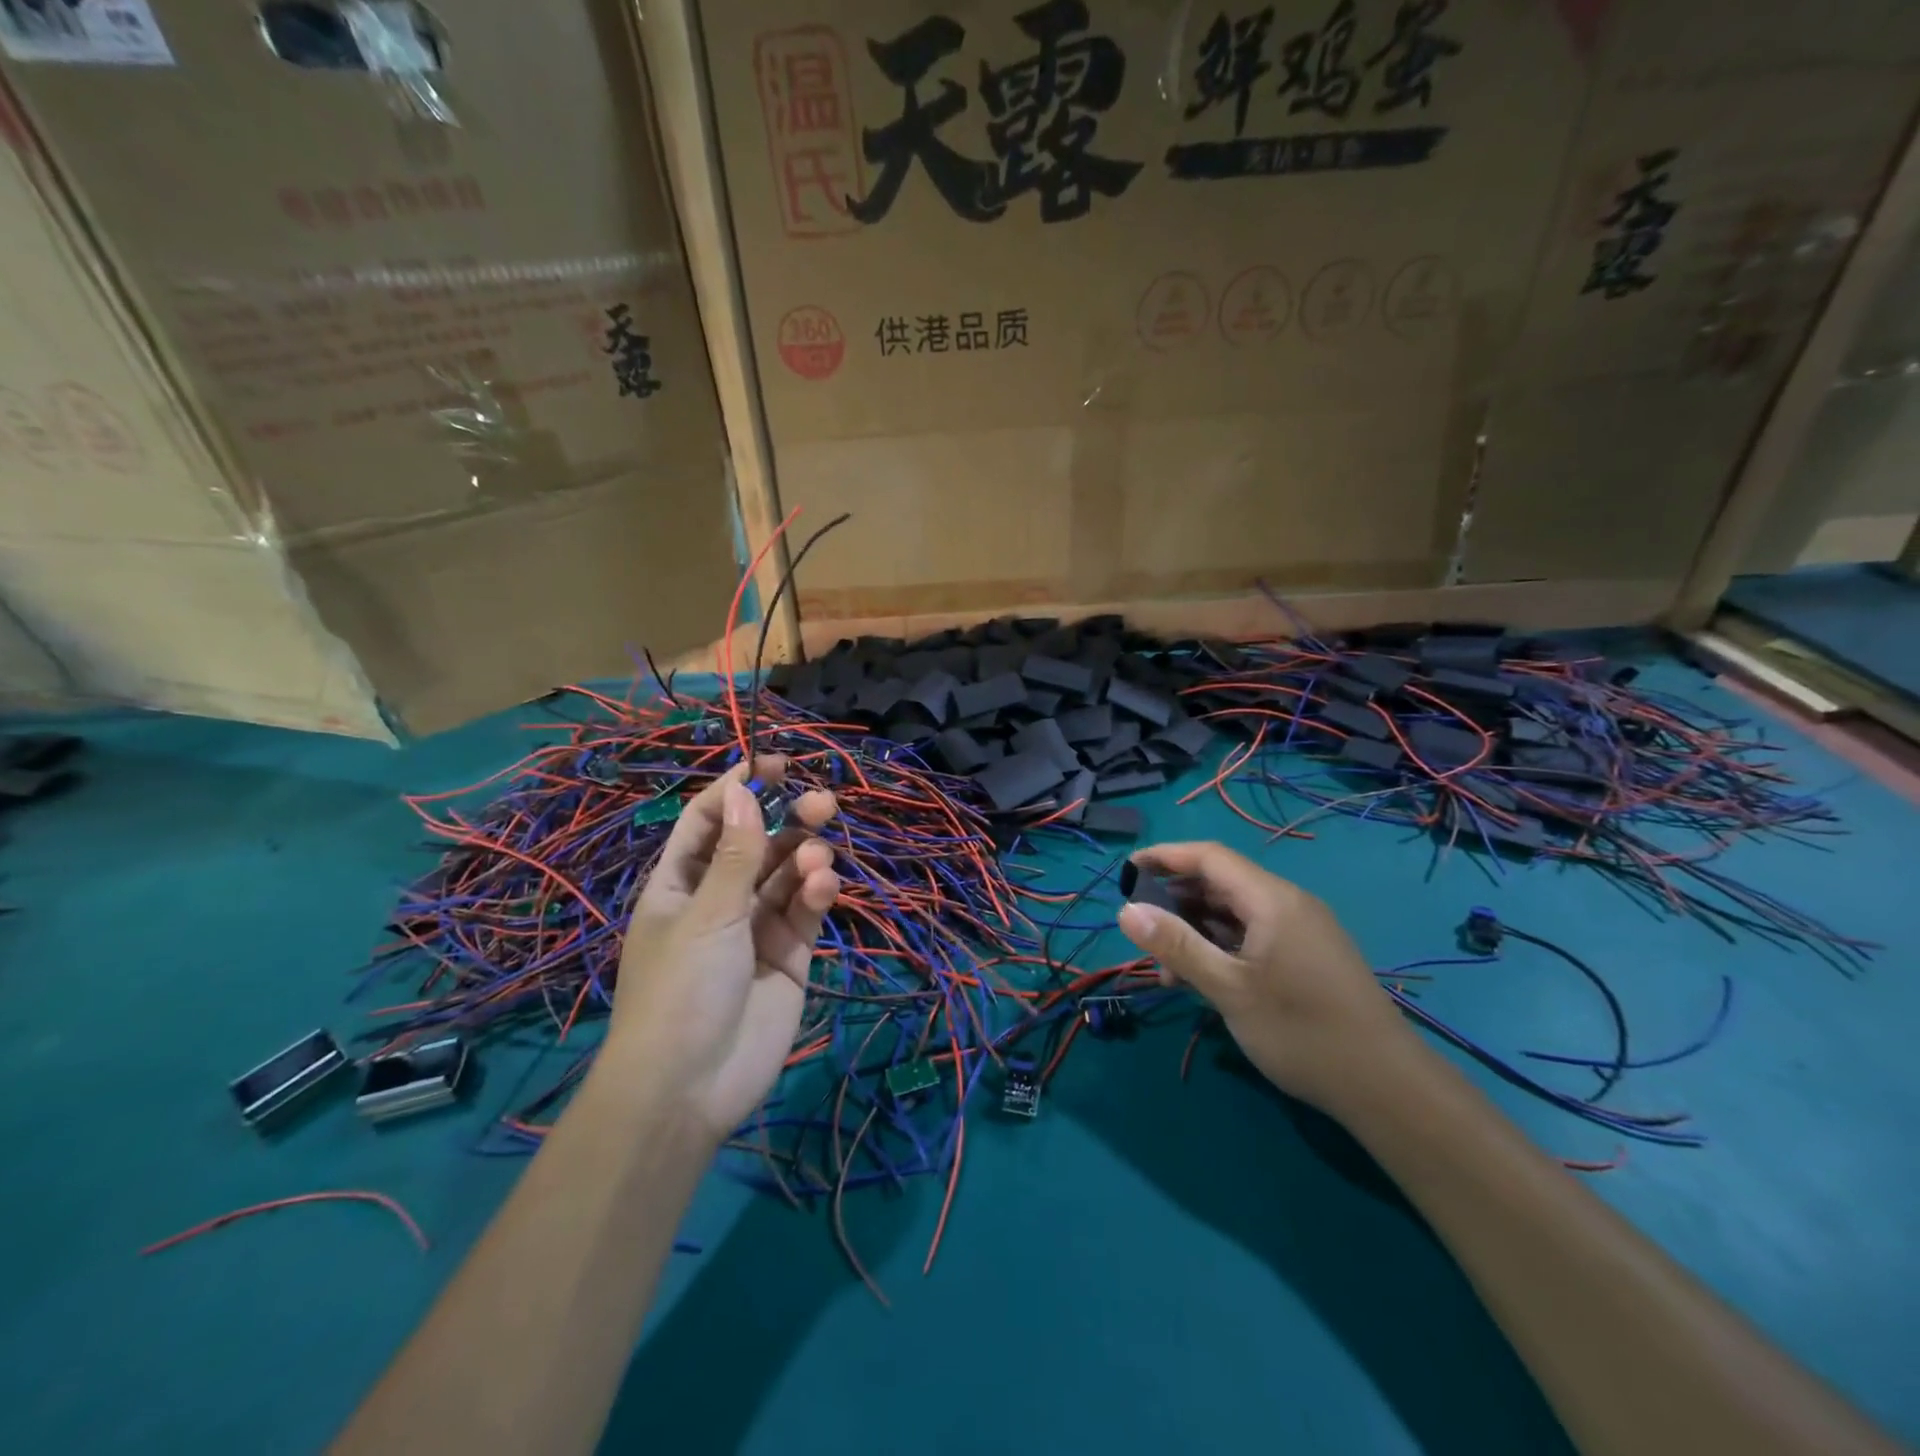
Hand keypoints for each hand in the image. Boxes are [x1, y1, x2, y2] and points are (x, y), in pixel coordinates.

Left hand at [604, 756, 838, 1143]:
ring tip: (819, 858)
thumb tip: (744, 790)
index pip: (709, 820)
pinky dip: (818, 894)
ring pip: (788, 874)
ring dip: (806, 857)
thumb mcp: (706, 915)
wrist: (690, 1089)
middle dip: (788, 819)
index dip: (738, 788)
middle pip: (758, 843)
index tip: (775, 764)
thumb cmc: (681, 990)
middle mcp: (720, 898)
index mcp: (681, 883)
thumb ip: (734, 854)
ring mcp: (757, 927)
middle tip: (822, 801)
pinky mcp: (790, 954)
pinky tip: (823, 887)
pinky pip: (807, 911)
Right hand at [1115, 841, 1418, 1111]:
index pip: (1209, 857)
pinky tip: (1200, 980)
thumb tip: (1126, 911)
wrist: (1387, 1088)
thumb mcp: (1229, 989)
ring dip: (1195, 930)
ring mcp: (1300, 931)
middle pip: (1220, 883)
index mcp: (1272, 899)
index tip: (1125, 872)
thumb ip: (1177, 946)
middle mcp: (1287, 904)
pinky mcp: (1306, 957)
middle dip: (1175, 899)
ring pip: (1234, 914)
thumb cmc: (1302, 1031)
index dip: (1164, 857)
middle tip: (1140, 927)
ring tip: (1165, 965)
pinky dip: (1220, 948)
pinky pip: (1252, 936)